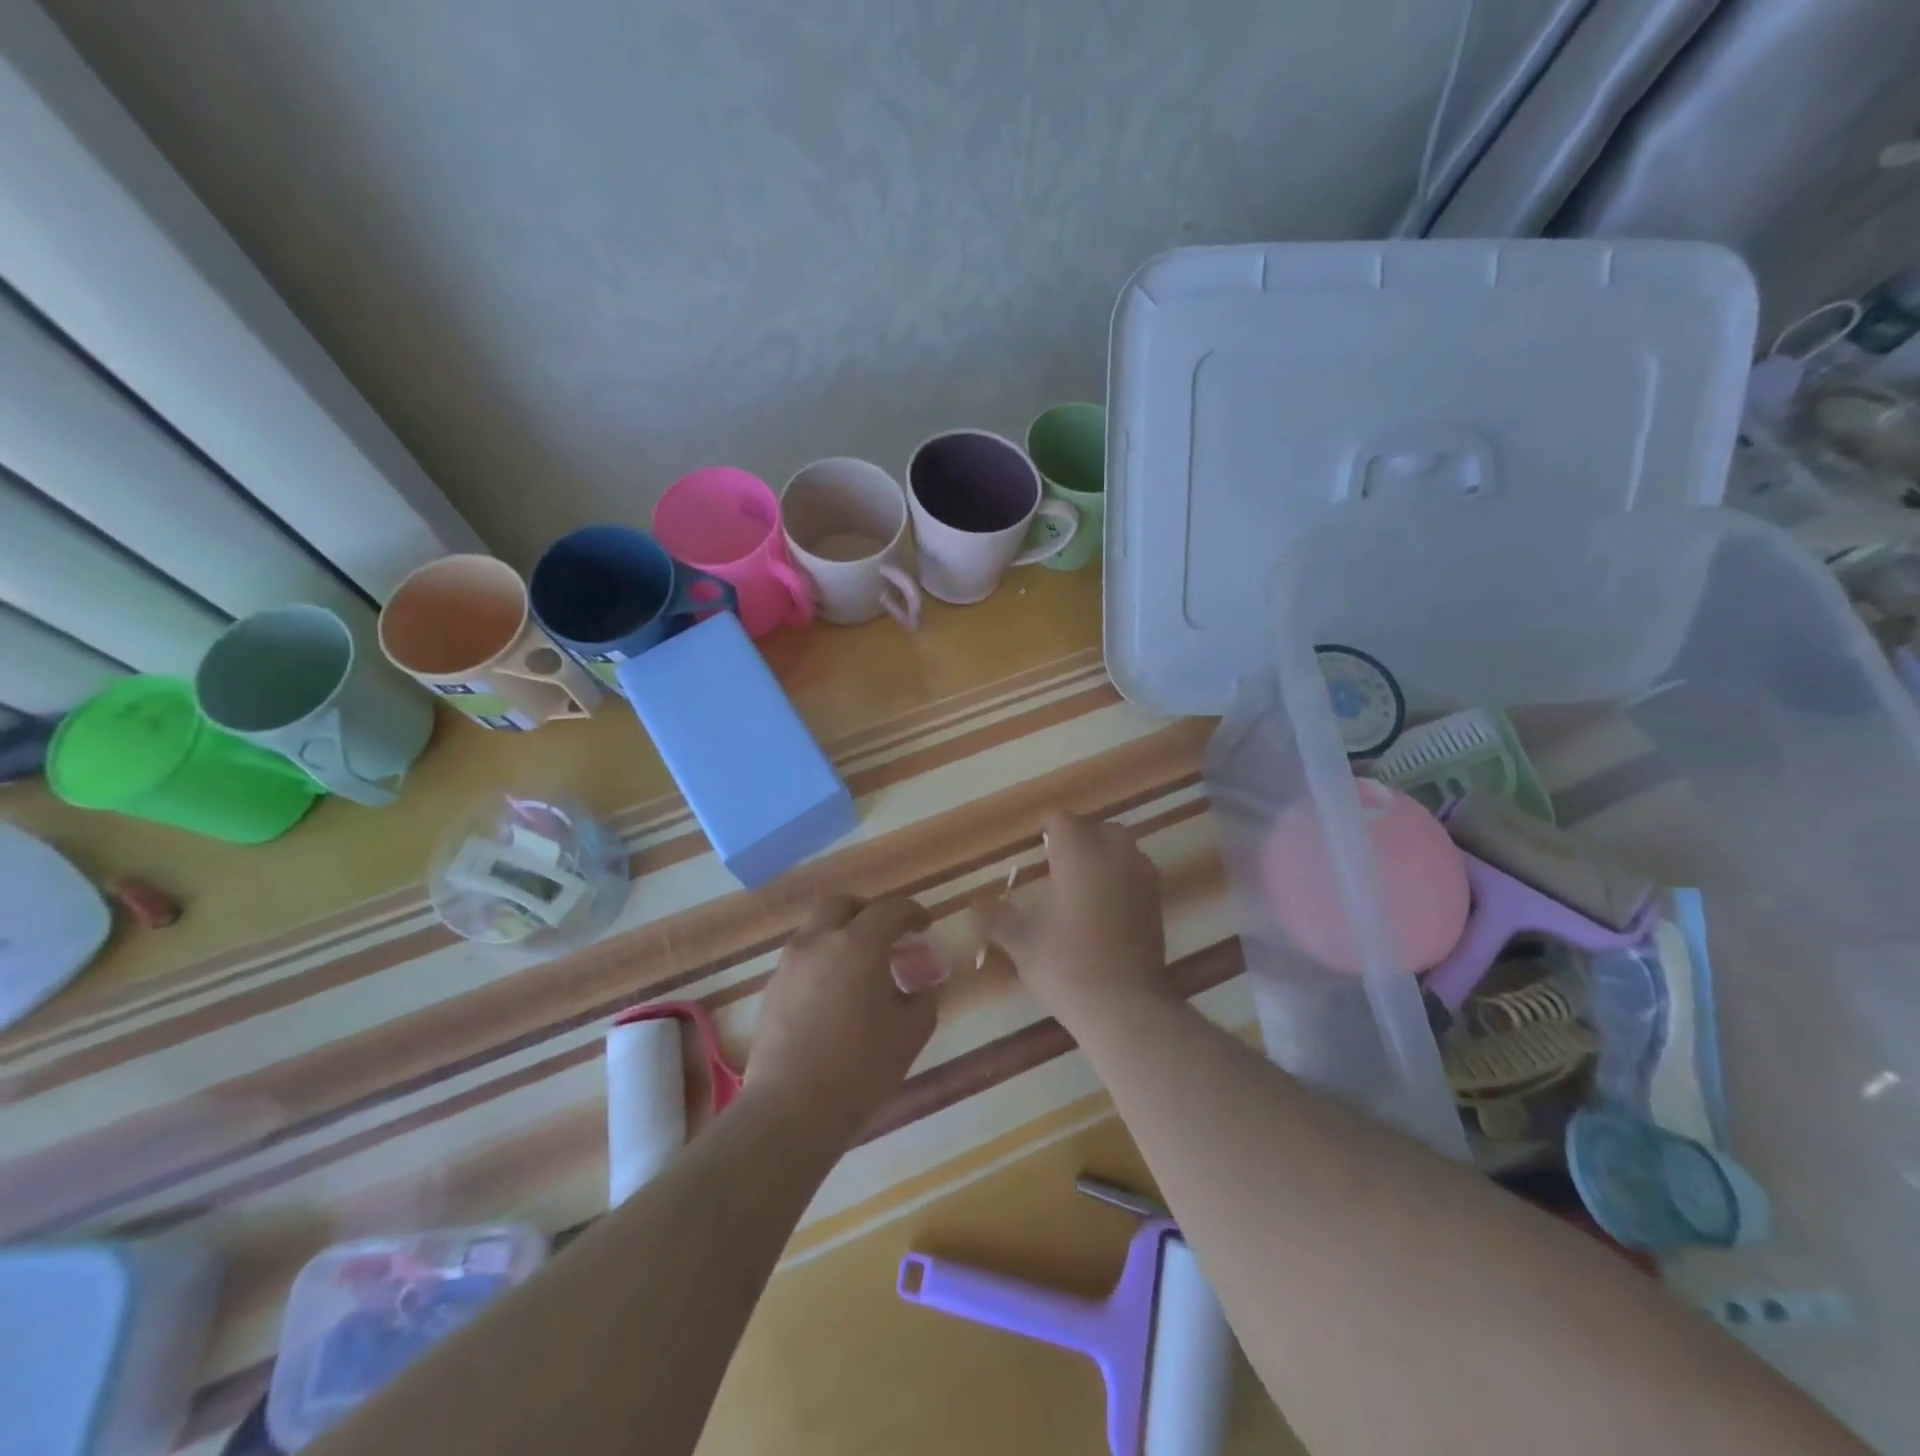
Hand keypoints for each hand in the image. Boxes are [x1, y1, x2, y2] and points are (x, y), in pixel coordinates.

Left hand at [746, 895, 937, 1137]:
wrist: (789, 1111)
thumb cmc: (859, 1070)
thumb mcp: (910, 1035)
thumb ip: (924, 1000)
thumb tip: (924, 986)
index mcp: (858, 945)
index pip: (890, 910)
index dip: (912, 913)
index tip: (924, 926)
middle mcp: (819, 942)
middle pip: (842, 904)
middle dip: (867, 912)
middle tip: (886, 936)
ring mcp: (789, 965)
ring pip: (816, 929)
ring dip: (841, 935)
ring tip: (860, 969)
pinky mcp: (771, 990)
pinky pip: (801, 958)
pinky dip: (821, 961)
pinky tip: (834, 996)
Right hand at [974, 812, 1168, 1024]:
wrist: (1123, 1005)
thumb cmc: (1065, 964)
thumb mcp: (1020, 941)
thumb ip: (994, 919)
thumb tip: (971, 910)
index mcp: (1078, 854)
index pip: (1062, 821)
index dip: (1047, 830)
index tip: (1036, 847)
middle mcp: (1113, 856)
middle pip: (1098, 827)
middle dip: (1079, 837)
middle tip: (1058, 863)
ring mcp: (1141, 878)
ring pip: (1123, 847)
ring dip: (1104, 854)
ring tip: (1082, 882)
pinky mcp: (1156, 902)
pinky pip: (1137, 872)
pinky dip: (1122, 876)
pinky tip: (1105, 904)